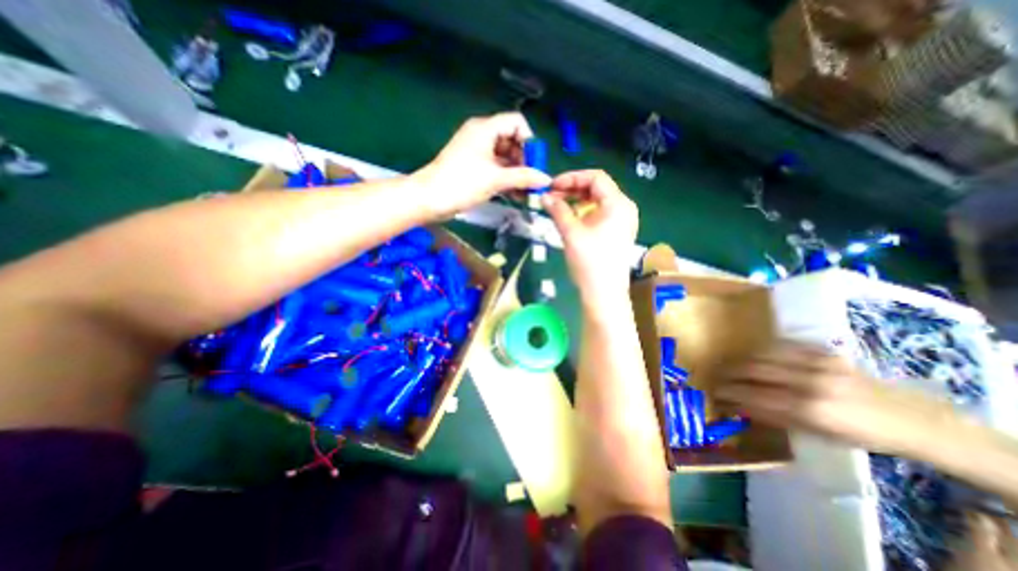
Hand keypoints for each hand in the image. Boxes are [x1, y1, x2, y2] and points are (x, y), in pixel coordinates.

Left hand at [408, 113, 552, 218]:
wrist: (430, 199)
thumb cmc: (462, 183)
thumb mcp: (496, 179)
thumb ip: (523, 177)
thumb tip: (546, 179)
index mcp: (486, 129)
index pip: (516, 122)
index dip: (529, 140)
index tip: (534, 163)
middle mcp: (482, 136)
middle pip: (512, 141)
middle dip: (525, 161)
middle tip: (532, 181)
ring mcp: (477, 153)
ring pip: (505, 158)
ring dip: (517, 174)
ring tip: (527, 193)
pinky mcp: (474, 168)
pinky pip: (496, 169)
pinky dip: (506, 180)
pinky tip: (516, 195)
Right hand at [541, 172, 632, 300]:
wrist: (604, 294)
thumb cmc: (590, 262)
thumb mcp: (571, 232)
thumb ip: (557, 210)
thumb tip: (544, 196)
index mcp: (618, 204)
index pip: (595, 177)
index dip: (572, 178)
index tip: (552, 186)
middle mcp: (624, 208)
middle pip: (597, 188)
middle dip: (573, 189)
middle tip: (551, 197)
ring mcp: (622, 221)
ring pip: (598, 201)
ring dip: (577, 201)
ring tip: (557, 207)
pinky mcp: (617, 232)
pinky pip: (600, 214)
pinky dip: (584, 212)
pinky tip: (570, 219)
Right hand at [710, 342, 959, 456]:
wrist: (909, 417)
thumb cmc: (858, 434)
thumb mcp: (814, 433)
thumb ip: (771, 415)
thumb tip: (736, 405)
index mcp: (809, 408)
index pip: (753, 394)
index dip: (729, 392)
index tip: (714, 391)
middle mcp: (808, 380)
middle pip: (752, 369)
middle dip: (728, 372)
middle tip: (716, 375)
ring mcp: (815, 361)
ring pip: (761, 354)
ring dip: (741, 360)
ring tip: (731, 366)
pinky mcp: (821, 350)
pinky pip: (779, 345)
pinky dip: (761, 351)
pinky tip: (755, 357)